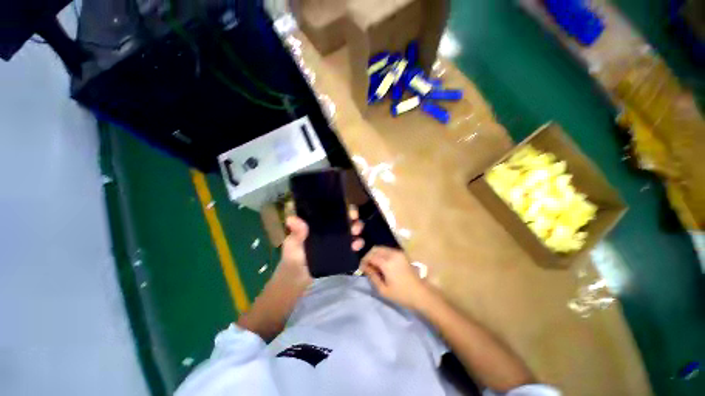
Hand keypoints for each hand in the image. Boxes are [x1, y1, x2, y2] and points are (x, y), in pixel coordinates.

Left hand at [277, 207, 364, 284]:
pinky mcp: (342, 250)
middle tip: (353, 219)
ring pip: (352, 229)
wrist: (299, 279)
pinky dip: (358, 243)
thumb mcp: (293, 244)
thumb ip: (296, 233)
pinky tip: (356, 246)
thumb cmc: (293, 257)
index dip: (340, 206)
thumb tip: (291, 219)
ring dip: (357, 228)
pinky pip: (354, 244)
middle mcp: (330, 228)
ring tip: (355, 233)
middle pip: (345, 217)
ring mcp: (337, 239)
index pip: (331, 209)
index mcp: (319, 222)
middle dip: (352, 216)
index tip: (345, 207)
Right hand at [360, 247, 430, 310]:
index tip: (361, 268)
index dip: (364, 261)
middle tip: (367, 266)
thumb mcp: (383, 290)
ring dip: (375, 254)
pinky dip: (382, 254)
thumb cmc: (401, 294)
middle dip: (369, 256)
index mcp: (387, 263)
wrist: (421, 293)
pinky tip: (382, 264)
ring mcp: (398, 252)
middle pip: (375, 249)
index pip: (370, 256)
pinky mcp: (402, 254)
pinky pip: (388, 250)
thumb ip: (372, 276)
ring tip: (374, 266)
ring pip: (381, 248)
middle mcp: (392, 254)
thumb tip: (364, 267)